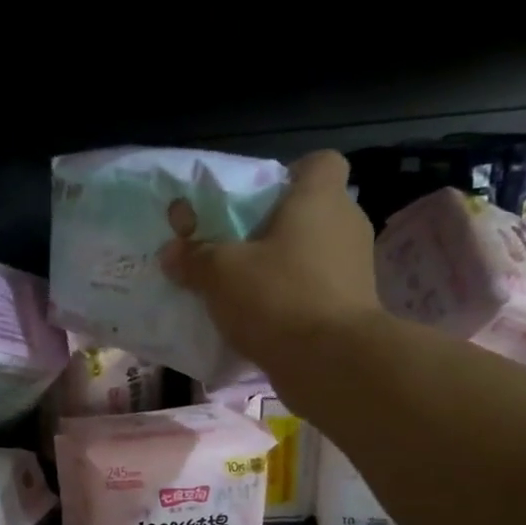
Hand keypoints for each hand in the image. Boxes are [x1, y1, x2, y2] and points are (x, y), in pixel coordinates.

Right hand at [159, 150, 381, 368]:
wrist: (330, 361)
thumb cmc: (277, 296)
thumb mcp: (220, 273)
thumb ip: (193, 257)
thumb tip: (170, 252)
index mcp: (319, 199)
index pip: (321, 163)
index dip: (290, 174)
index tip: (258, 199)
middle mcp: (345, 224)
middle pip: (311, 210)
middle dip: (276, 226)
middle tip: (237, 247)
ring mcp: (354, 267)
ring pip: (313, 252)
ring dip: (283, 264)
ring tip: (244, 287)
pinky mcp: (352, 305)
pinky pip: (316, 288)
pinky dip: (293, 297)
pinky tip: (262, 317)